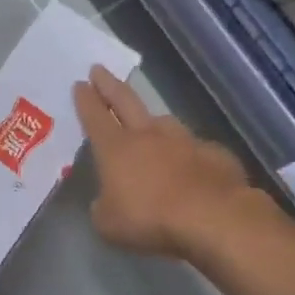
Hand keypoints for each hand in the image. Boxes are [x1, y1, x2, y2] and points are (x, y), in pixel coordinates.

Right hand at [74, 66, 265, 258]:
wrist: (213, 218)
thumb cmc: (150, 219)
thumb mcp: (108, 223)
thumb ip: (103, 207)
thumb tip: (108, 201)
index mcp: (116, 148)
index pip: (95, 116)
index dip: (85, 100)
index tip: (80, 84)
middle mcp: (148, 135)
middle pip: (125, 102)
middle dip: (109, 85)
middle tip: (99, 70)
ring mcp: (184, 141)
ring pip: (163, 122)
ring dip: (151, 119)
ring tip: (147, 122)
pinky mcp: (214, 154)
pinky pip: (195, 148)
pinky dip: (188, 153)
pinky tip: (190, 165)